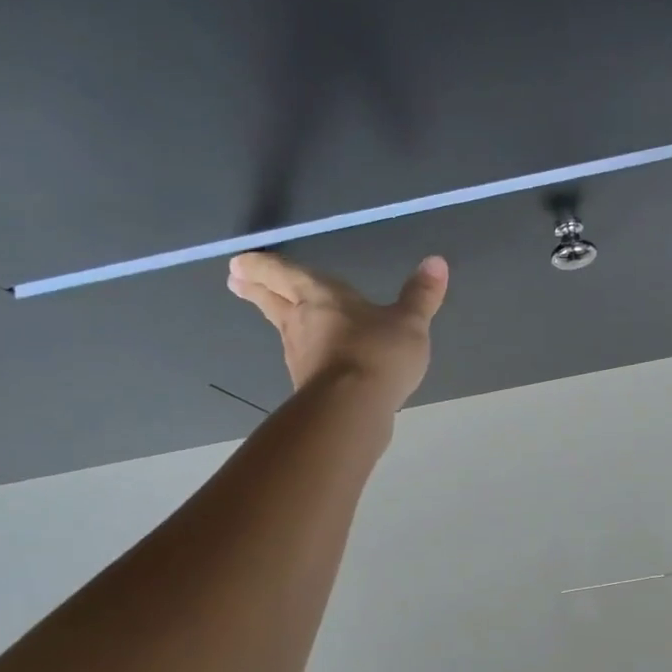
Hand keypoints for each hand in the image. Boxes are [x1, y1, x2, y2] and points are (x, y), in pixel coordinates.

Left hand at [228, 251, 448, 410]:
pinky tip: (314, 359)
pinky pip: (303, 360)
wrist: (353, 410)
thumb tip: (437, 262)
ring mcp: (300, 357)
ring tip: (278, 314)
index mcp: (320, 295)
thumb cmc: (378, 353)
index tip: (239, 263)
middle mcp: (301, 322)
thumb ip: (421, 295)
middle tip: (235, 281)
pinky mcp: (308, 386)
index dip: (262, 266)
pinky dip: (304, 352)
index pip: (284, 274)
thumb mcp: (409, 322)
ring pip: (284, 330)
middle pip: (272, 300)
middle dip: (255, 288)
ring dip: (278, 319)